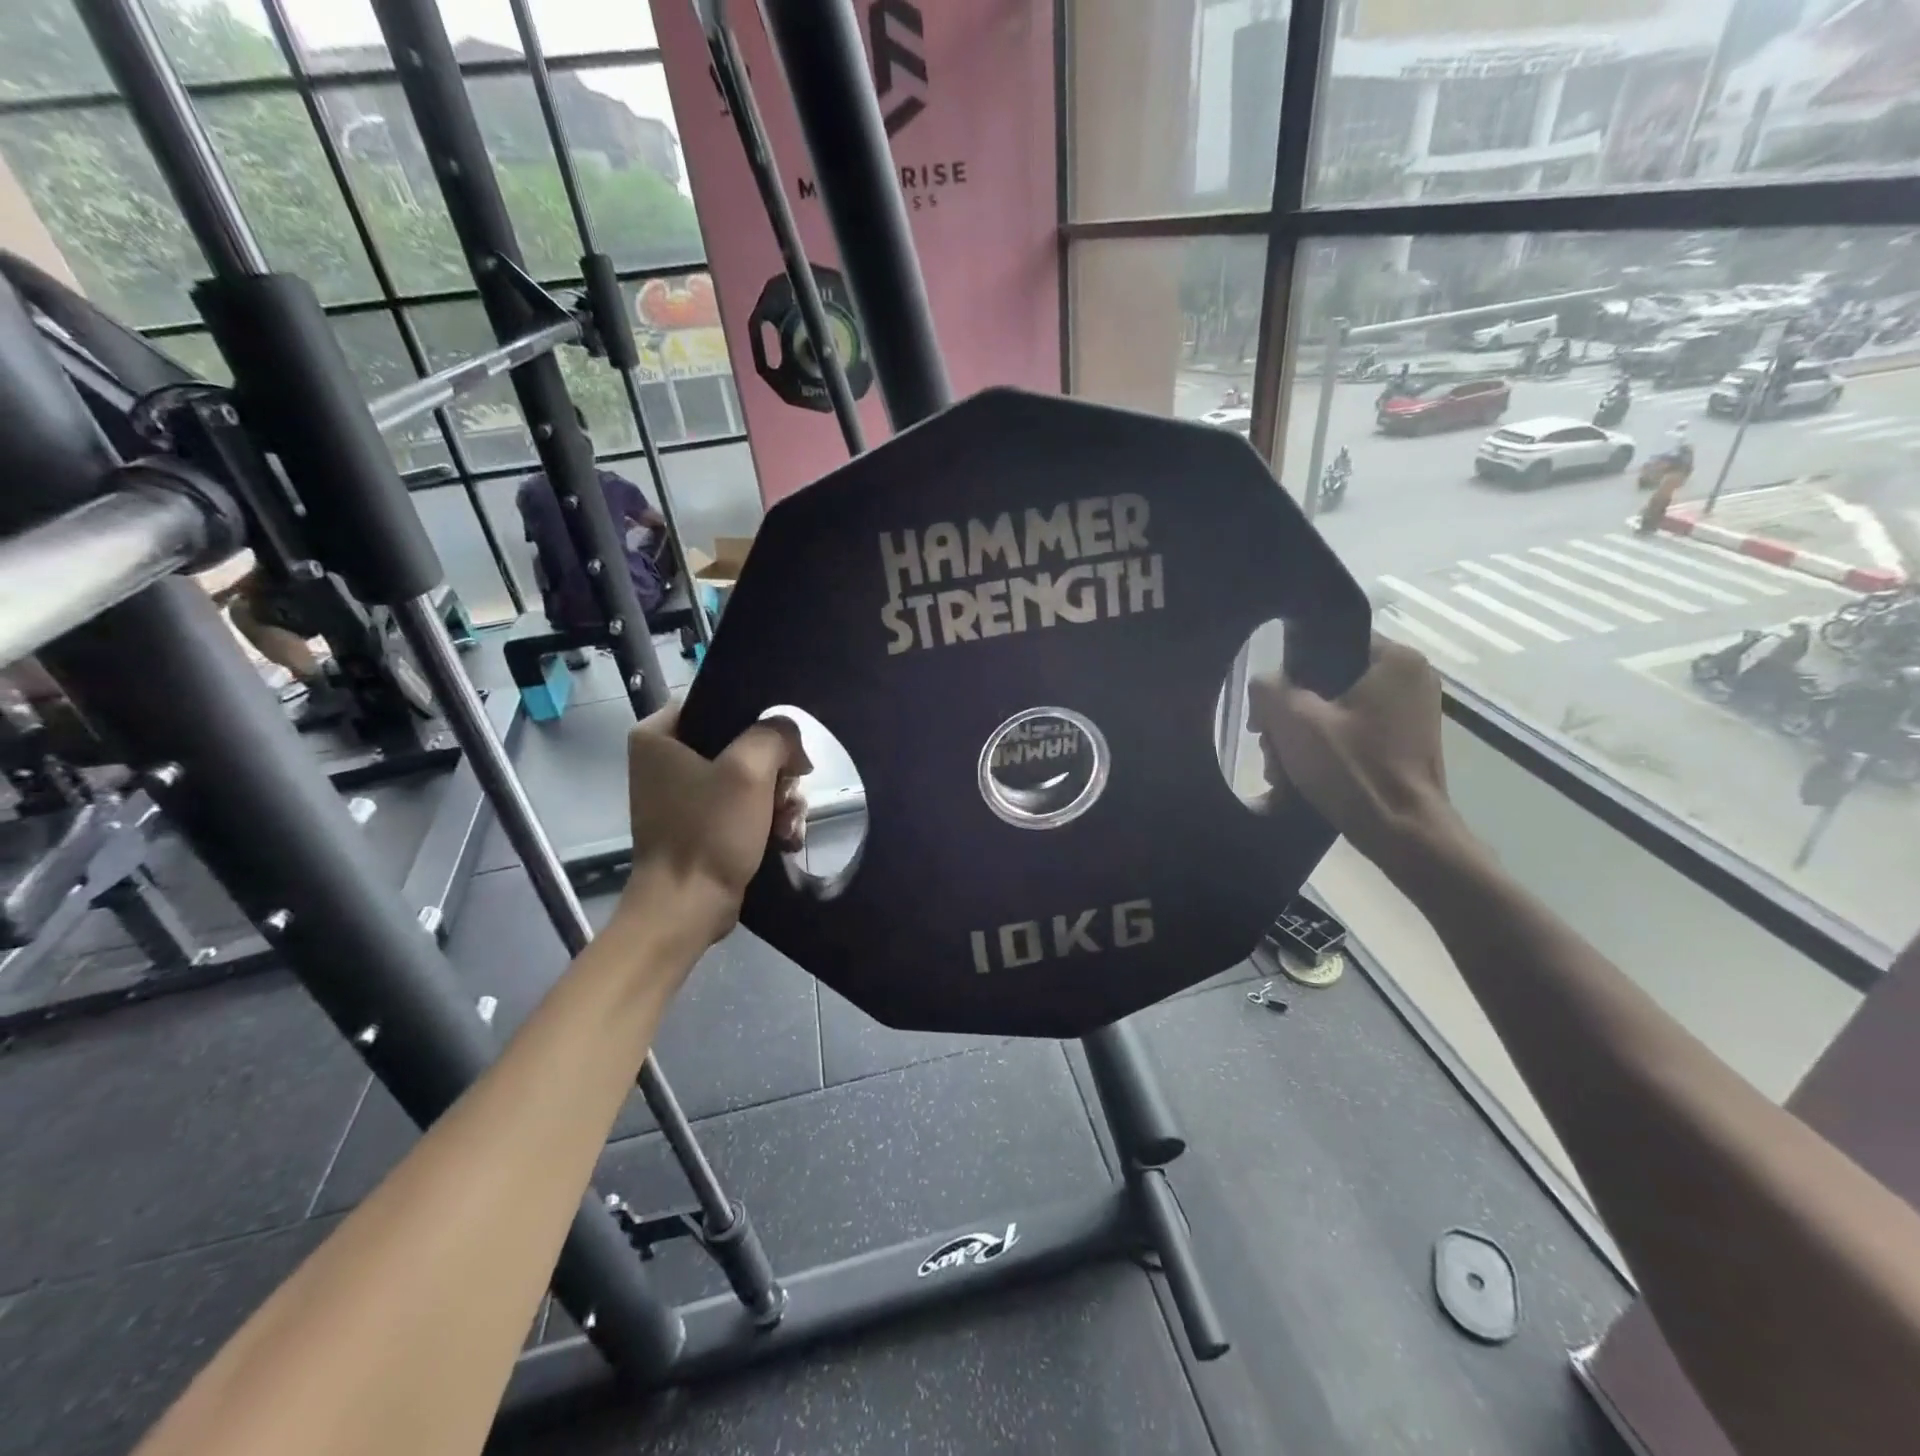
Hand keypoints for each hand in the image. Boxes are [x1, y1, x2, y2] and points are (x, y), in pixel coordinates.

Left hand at [620, 707, 811, 948]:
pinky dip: (767, 818)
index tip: (783, 747)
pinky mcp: (702, 822)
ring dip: (778, 798)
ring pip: (751, 776)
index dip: (759, 719)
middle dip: (775, 771)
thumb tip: (791, 740)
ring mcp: (684, 794)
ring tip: (787, 822)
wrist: (688, 906)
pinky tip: (783, 835)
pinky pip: (745, 804)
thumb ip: (776, 734)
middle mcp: (666, 759)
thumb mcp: (749, 768)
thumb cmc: (709, 831)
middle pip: (743, 742)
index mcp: (659, 734)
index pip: (721, 702)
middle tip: (787, 792)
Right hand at [1250, 635, 1463, 877]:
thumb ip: (1268, 688)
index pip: (1325, 643)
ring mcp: (1411, 713)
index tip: (1267, 709)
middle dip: (1291, 714)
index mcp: (1395, 660)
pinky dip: (1326, 749)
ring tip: (1282, 768)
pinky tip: (1304, 775)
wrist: (1404, 835)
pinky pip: (1353, 732)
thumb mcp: (1295, 722)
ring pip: (1336, 710)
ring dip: (1302, 736)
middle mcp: (1411, 678)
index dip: (1288, 673)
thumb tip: (1264, 685)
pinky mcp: (1406, 743)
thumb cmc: (1353, 770)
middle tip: (1269, 744)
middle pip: (1327, 681)